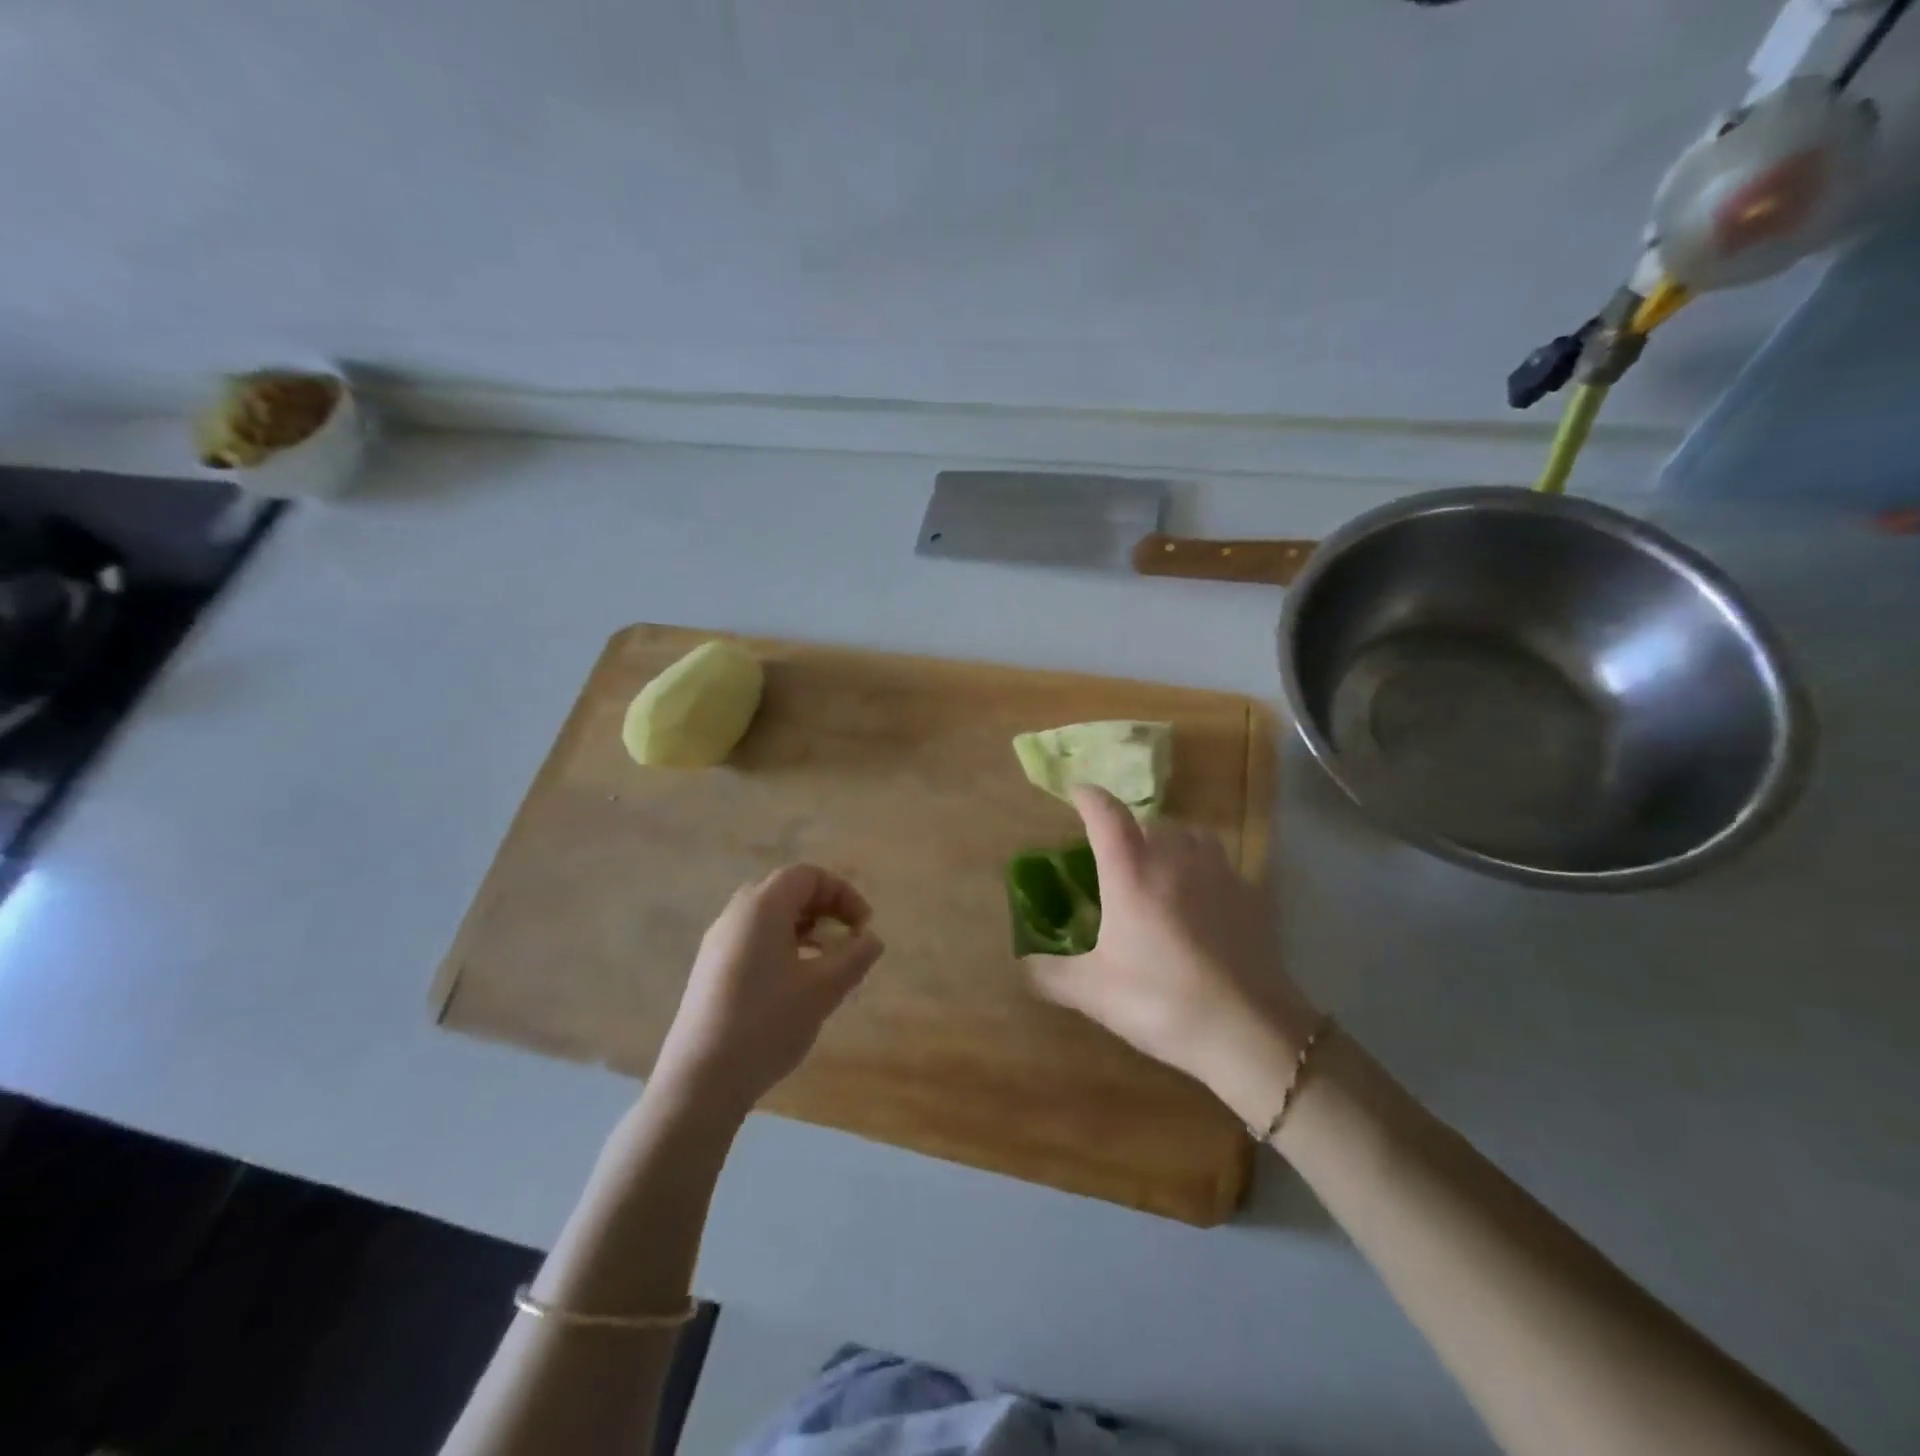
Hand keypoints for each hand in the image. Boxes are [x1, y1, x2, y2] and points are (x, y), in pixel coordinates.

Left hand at [651, 865, 883, 1118]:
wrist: (700, 1081)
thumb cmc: (767, 1024)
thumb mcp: (823, 989)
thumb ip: (855, 957)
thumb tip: (872, 939)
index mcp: (761, 908)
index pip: (807, 876)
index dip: (843, 893)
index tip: (864, 928)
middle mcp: (735, 915)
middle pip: (787, 891)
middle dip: (824, 908)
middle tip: (847, 939)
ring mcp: (718, 943)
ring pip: (769, 917)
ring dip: (805, 928)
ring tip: (827, 961)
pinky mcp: (711, 970)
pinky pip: (754, 939)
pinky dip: (783, 945)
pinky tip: (796, 983)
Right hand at [1024, 787, 1320, 1129]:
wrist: (1248, 1030)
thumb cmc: (1161, 1001)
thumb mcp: (1093, 992)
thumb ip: (1049, 974)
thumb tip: (1021, 966)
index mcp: (1131, 872)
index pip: (1106, 814)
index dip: (1089, 797)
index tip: (1076, 792)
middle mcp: (1175, 858)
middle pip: (1150, 823)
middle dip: (1129, 829)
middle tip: (1115, 854)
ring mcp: (1219, 873)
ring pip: (1190, 835)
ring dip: (1170, 841)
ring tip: (1160, 866)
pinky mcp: (1250, 895)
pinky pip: (1220, 864)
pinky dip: (1203, 868)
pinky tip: (1201, 900)